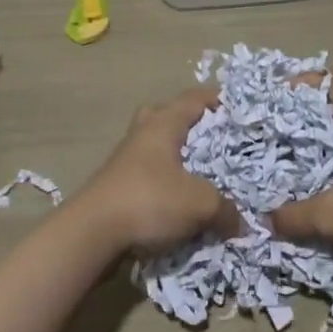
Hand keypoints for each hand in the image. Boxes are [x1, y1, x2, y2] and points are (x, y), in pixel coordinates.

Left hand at [76, 86, 240, 256]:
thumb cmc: (149, 200)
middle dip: (195, 126)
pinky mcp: (119, 184)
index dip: (219, 100)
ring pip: (159, 146)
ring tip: (204, 174)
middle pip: (171, 115)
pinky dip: (168, 181)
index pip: (195, 98)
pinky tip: (183, 202)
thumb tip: (240, 222)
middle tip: (218, 141)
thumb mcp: (199, 204)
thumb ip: (225, 209)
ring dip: (180, 157)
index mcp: (164, 122)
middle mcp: (144, 132)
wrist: (92, 233)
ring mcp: (128, 158)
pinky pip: (151, 173)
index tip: (241, 110)